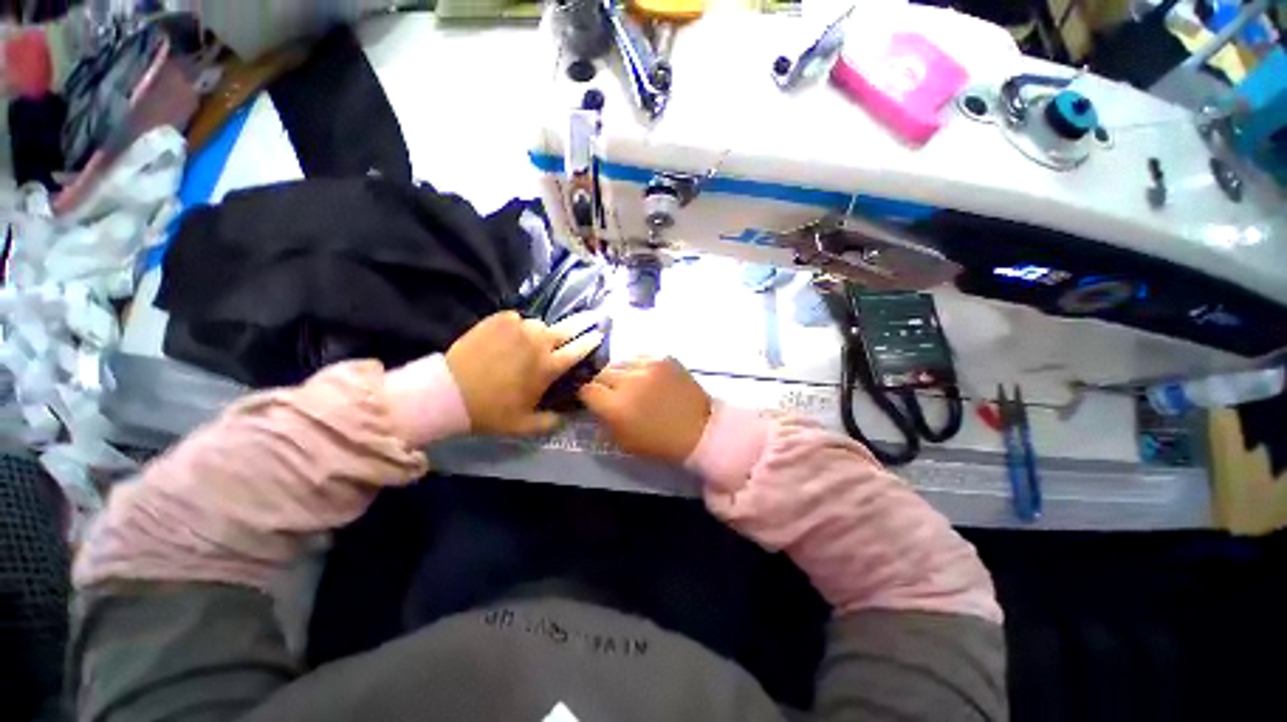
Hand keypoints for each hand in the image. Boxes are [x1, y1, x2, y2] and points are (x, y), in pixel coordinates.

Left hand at [446, 311, 602, 434]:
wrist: (449, 393)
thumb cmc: (491, 411)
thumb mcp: (523, 425)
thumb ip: (549, 422)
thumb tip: (565, 418)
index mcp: (548, 367)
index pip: (578, 350)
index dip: (591, 342)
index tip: (598, 334)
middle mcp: (539, 343)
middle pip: (567, 328)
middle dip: (582, 322)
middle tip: (591, 317)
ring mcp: (518, 328)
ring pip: (539, 324)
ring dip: (541, 332)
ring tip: (531, 340)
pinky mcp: (498, 320)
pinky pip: (516, 319)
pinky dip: (517, 326)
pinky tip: (509, 336)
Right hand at [577, 357, 711, 463]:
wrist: (699, 429)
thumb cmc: (659, 442)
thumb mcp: (623, 441)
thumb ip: (603, 419)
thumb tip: (594, 403)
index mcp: (616, 406)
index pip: (587, 390)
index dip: (589, 396)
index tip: (595, 400)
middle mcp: (628, 381)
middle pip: (601, 373)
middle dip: (604, 384)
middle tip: (614, 392)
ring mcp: (648, 365)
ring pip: (620, 361)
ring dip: (621, 373)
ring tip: (631, 383)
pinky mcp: (663, 357)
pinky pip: (640, 356)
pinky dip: (638, 366)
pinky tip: (647, 376)